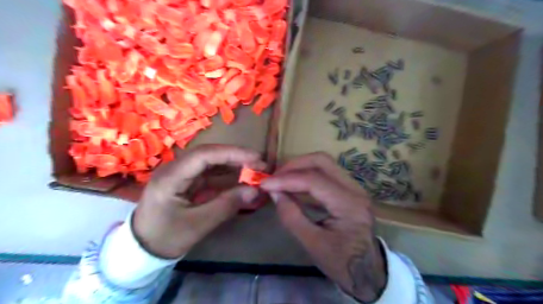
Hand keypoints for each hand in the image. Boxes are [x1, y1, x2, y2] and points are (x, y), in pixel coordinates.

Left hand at [133, 145, 265, 257]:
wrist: (142, 250)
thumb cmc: (165, 238)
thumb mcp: (198, 224)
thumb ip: (227, 205)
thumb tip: (255, 190)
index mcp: (170, 177)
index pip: (204, 155)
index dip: (231, 153)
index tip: (255, 158)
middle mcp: (175, 169)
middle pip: (209, 155)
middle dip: (236, 158)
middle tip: (260, 164)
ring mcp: (181, 174)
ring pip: (211, 163)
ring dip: (233, 165)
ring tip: (255, 170)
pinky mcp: (187, 182)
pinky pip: (210, 174)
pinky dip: (227, 176)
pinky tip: (241, 179)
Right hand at [262, 152, 384, 301]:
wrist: (368, 270)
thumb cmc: (342, 262)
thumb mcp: (313, 244)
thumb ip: (291, 216)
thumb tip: (274, 193)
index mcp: (349, 204)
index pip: (314, 180)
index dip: (286, 179)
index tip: (265, 184)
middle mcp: (355, 189)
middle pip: (322, 161)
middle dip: (294, 165)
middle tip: (274, 177)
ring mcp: (354, 187)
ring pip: (324, 163)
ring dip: (300, 167)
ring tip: (280, 179)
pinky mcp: (349, 189)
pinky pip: (325, 173)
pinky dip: (307, 174)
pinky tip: (293, 184)